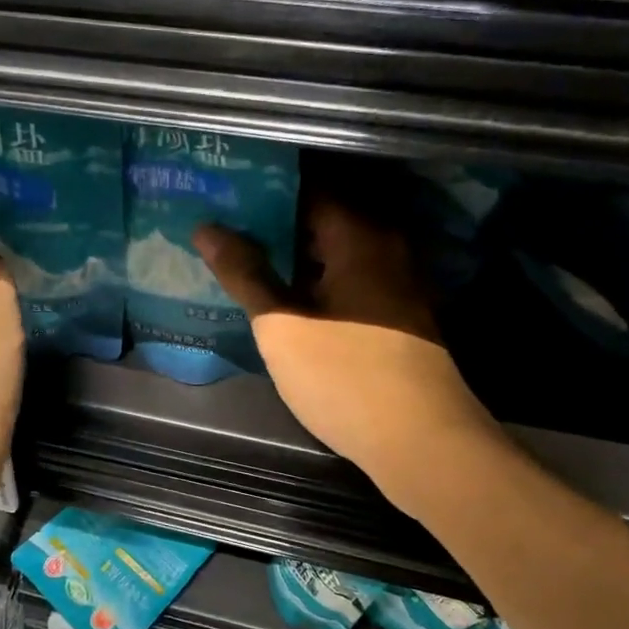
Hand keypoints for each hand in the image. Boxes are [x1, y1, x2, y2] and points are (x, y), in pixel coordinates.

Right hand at [195, 200, 501, 512]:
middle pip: (319, 219)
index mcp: (359, 236)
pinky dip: (312, 284)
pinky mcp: (396, 317)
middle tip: (218, 228)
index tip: (219, 192)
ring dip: (289, 257)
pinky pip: (345, 282)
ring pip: (331, 255)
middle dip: (268, 223)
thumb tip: (207, 228)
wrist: (422, 442)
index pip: (305, 186)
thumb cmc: (347, 379)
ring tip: (238, 261)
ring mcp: (394, 284)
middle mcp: (384, 248)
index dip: (258, 188)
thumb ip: (246, 275)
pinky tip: (279, 300)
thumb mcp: (283, 328)